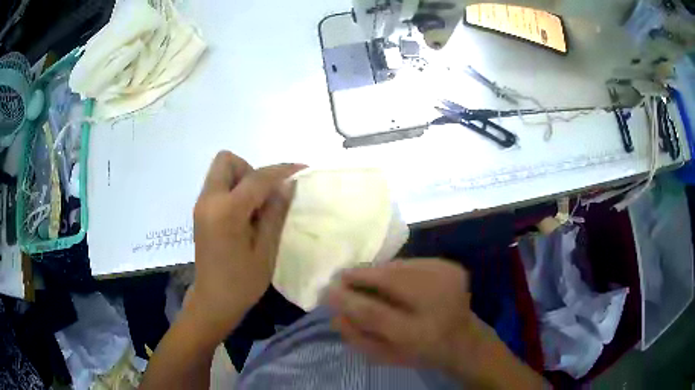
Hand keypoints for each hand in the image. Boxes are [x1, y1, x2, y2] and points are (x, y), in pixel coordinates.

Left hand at [188, 151, 303, 339]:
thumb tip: (287, 184)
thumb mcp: (266, 250)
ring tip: (255, 208)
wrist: (213, 300)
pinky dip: (234, 190)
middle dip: (251, 170)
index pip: (257, 177)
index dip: (282, 170)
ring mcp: (201, 205)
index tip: (301, 169)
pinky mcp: (200, 212)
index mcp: (227, 211)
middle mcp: (208, 200)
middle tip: (264, 196)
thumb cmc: (242, 282)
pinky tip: (245, 216)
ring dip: (242, 179)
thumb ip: (275, 213)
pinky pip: (218, 186)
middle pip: (227, 161)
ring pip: (222, 171)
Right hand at [326, 259, 493, 377]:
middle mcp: (438, 302)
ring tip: (364, 278)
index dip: (347, 299)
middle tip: (341, 278)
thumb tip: (333, 311)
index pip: (374, 313)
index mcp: (420, 335)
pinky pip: (411, 262)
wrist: (463, 339)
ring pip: (399, 266)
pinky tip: (393, 279)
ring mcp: (448, 279)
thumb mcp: (385, 356)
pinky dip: (395, 269)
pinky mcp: (452, 267)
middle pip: (389, 278)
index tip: (327, 290)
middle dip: (360, 275)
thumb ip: (356, 336)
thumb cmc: (420, 353)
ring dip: (377, 271)